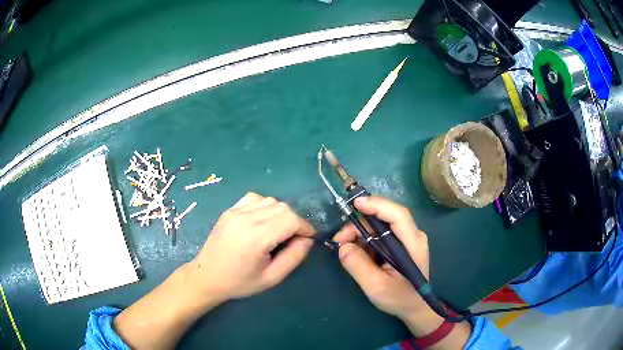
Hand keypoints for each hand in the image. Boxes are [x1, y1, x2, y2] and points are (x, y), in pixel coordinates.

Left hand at [188, 192, 315, 299]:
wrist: (207, 276)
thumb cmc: (240, 282)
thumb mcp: (272, 278)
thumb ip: (294, 257)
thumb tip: (307, 239)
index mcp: (255, 238)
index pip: (290, 219)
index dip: (305, 227)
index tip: (308, 239)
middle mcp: (245, 219)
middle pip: (282, 207)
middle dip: (295, 221)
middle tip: (293, 239)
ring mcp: (235, 211)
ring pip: (270, 200)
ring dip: (281, 214)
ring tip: (277, 231)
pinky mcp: (230, 210)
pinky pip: (255, 198)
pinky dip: (265, 206)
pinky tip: (262, 221)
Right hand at [334, 196, 471, 347]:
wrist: (414, 307)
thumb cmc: (399, 298)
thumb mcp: (376, 286)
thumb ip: (358, 266)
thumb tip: (343, 246)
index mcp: (412, 243)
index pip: (398, 215)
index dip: (377, 205)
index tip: (355, 204)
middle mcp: (411, 235)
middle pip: (384, 218)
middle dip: (359, 224)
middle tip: (340, 240)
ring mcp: (406, 239)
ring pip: (379, 225)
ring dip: (359, 233)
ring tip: (344, 248)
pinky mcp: (399, 244)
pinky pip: (380, 234)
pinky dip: (365, 239)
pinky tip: (356, 251)